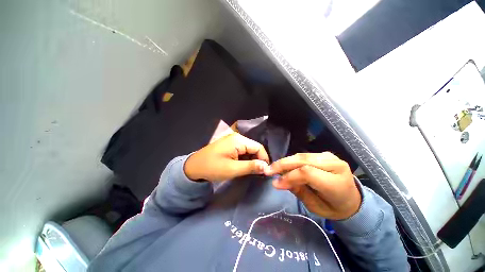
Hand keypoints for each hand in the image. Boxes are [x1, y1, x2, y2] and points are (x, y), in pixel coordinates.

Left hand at [184, 133, 269, 181]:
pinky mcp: (230, 145)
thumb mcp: (233, 169)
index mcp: (238, 140)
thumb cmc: (213, 168)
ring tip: (250, 170)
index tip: (265, 171)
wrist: (194, 167)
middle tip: (258, 173)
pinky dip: (244, 159)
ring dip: (251, 160)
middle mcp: (237, 137)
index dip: (264, 159)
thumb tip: (266, 167)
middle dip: (257, 160)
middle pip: (253, 147)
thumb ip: (251, 167)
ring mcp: (232, 140)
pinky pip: (242, 151)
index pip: (258, 147)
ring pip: (248, 150)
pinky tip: (242, 166)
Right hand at [265, 152, 360, 219]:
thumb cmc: (334, 208)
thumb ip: (298, 191)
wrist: (352, 200)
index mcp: (336, 182)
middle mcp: (335, 165)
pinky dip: (292, 160)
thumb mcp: (315, 207)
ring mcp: (330, 157)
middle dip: (283, 164)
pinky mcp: (325, 154)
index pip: (307, 173)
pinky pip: (304, 155)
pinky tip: (285, 165)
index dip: (289, 176)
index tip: (275, 183)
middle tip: (269, 170)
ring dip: (286, 161)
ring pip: (302, 155)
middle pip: (303, 160)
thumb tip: (278, 181)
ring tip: (274, 168)